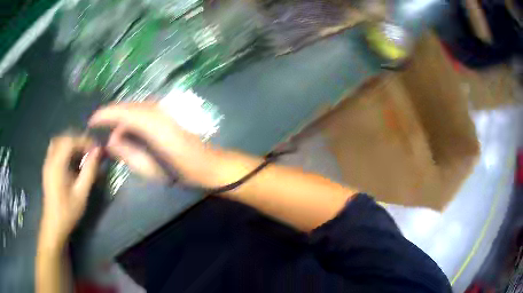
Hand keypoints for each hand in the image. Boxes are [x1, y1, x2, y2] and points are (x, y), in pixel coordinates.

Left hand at [39, 135, 100, 249]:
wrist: (54, 224)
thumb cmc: (68, 211)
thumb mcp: (81, 193)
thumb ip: (89, 171)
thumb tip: (98, 152)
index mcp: (57, 165)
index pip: (70, 141)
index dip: (84, 141)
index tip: (96, 149)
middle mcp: (50, 159)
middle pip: (64, 138)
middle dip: (78, 140)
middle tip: (90, 150)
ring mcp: (47, 163)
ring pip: (58, 142)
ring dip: (71, 143)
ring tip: (81, 153)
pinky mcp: (47, 168)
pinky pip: (55, 149)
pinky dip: (64, 149)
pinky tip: (71, 160)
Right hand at [89, 102, 218, 185]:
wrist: (206, 164)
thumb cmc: (178, 172)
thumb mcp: (147, 168)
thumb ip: (126, 152)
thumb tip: (110, 140)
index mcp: (152, 124)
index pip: (122, 112)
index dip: (105, 114)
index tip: (91, 121)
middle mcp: (157, 110)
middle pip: (127, 107)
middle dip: (111, 114)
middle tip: (98, 126)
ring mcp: (164, 109)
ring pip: (134, 107)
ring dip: (120, 116)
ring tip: (109, 129)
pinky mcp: (167, 112)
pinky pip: (142, 110)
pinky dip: (130, 116)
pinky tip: (126, 128)